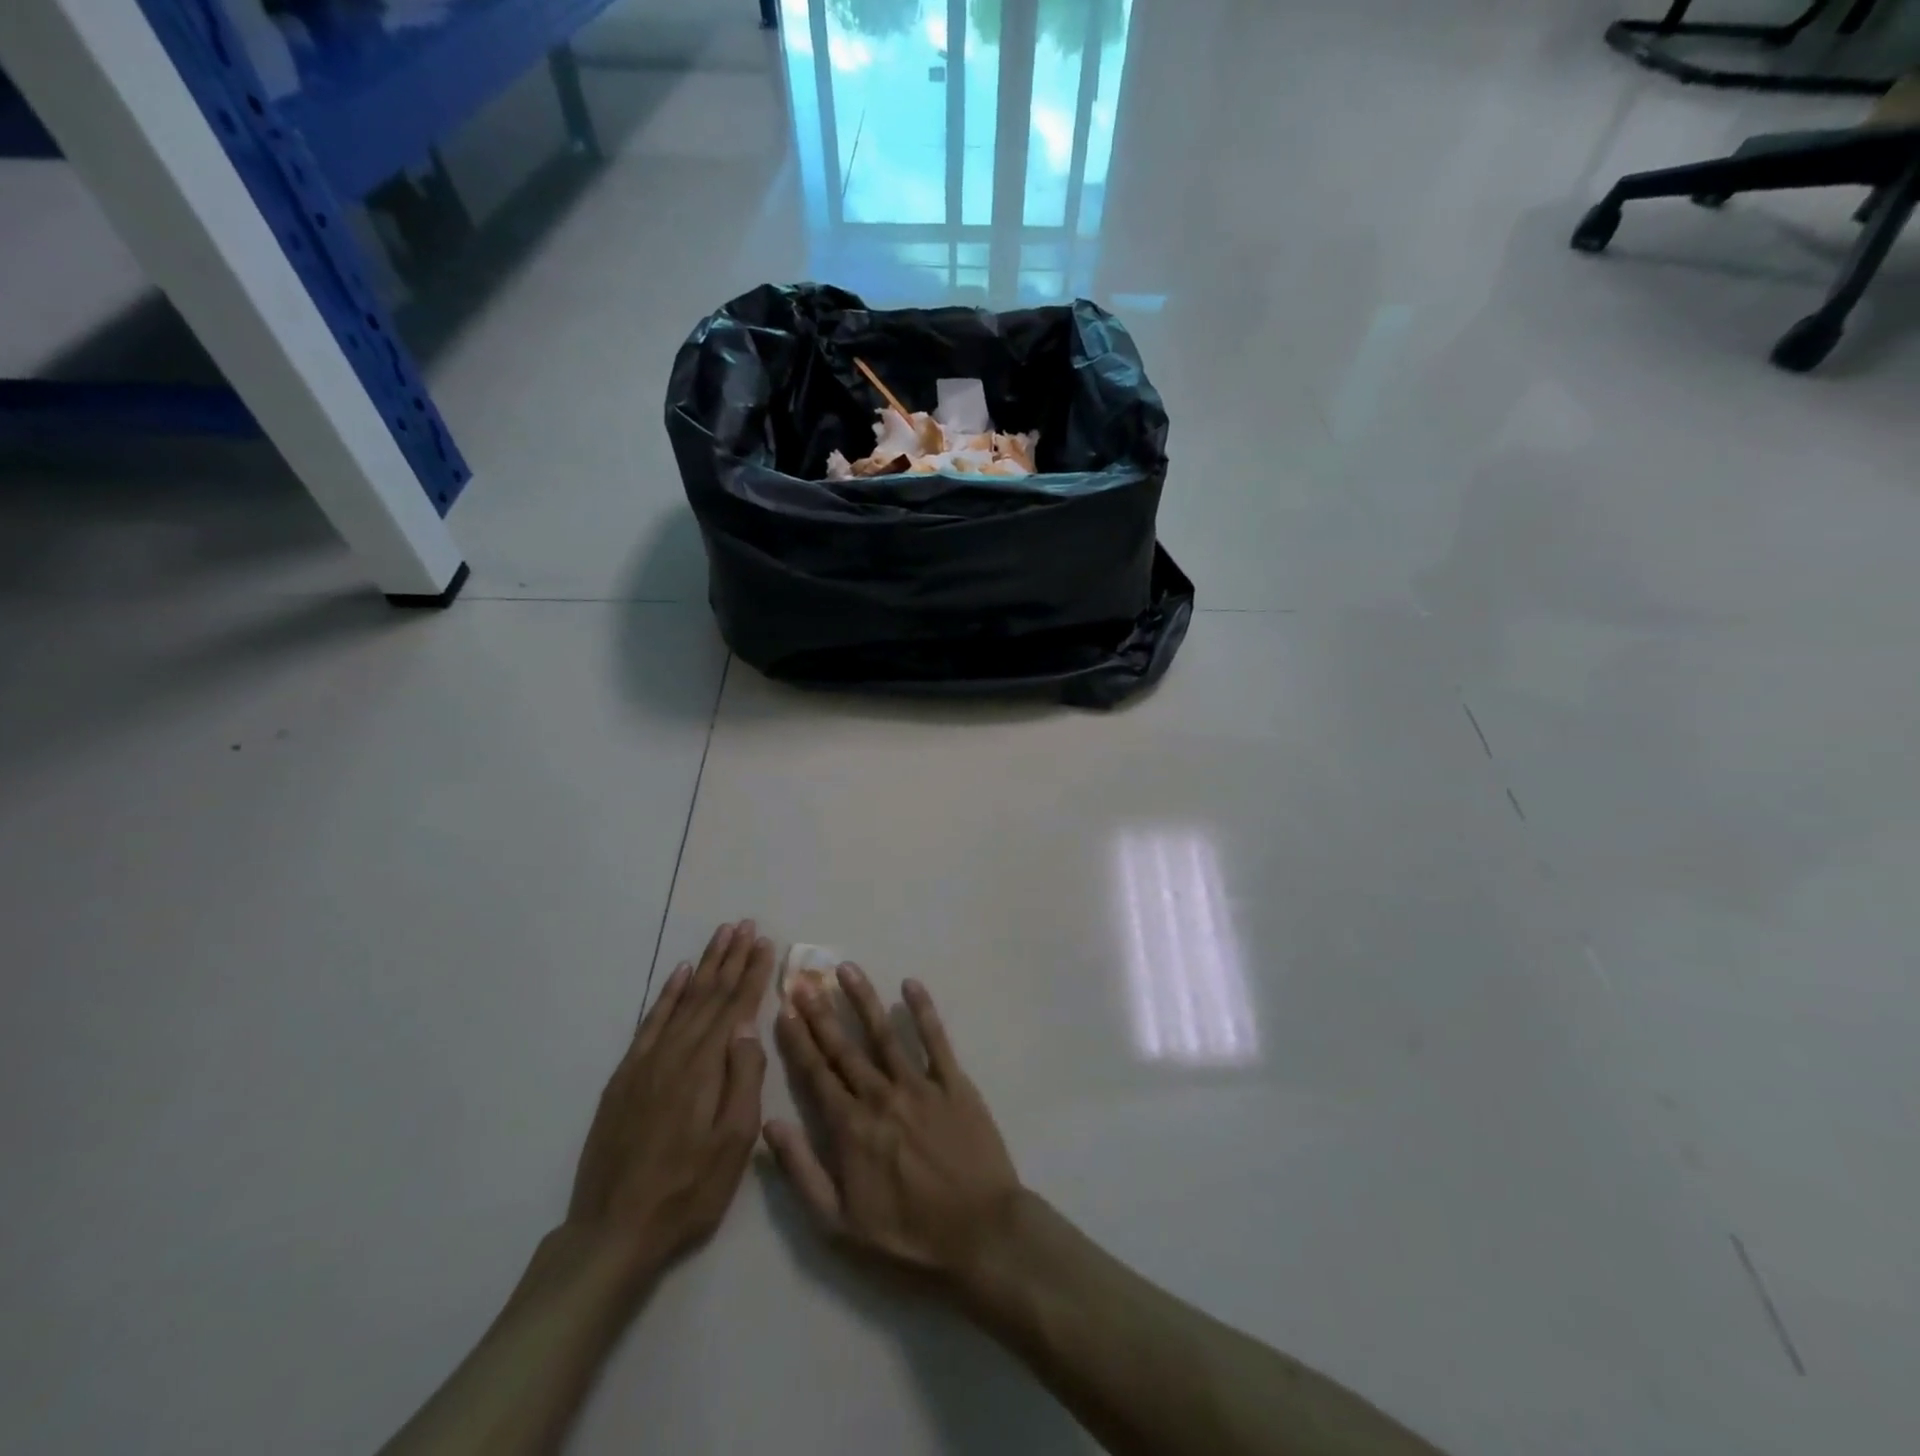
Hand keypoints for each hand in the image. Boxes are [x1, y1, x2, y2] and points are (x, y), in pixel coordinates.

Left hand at [565, 921, 774, 1280]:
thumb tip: (748, 1026)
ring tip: (720, 936)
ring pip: (682, 1001)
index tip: (765, 943)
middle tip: (746, 925)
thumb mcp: (734, 1144)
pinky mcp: (625, 1077)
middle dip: (730, 958)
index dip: (752, 973)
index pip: (734, 1006)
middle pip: (709, 995)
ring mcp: (646, 1062)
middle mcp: (675, 1053)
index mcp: (705, 1067)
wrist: (613, 1232)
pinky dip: (667, 995)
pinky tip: (678, 975)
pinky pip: (650, 1022)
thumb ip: (744, 1080)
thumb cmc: (688, 1191)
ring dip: (703, 966)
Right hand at [764, 967, 1022, 1289]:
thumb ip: (801, 1172)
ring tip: (846, 968)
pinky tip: (911, 984)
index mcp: (850, 1127)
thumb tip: (769, 1126)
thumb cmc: (907, 1234)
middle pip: (844, 1046)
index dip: (798, 1040)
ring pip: (884, 1032)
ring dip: (863, 998)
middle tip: (802, 978)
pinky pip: (935, 1039)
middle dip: (820, 1011)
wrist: (979, 1232)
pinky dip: (923, 1009)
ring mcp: (919, 1084)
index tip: (783, 1009)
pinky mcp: (954, 1082)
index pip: (816, 1073)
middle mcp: (880, 1095)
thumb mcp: (839, 1223)